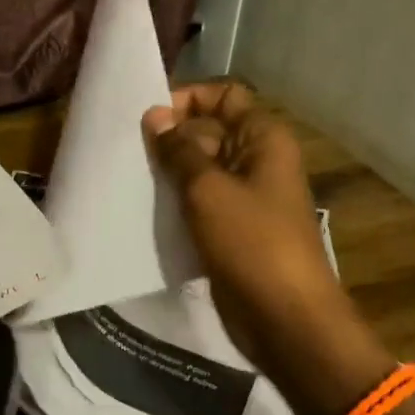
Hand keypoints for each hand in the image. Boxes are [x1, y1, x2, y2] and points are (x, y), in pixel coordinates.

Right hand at [144, 84, 394, 414]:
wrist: (285, 318)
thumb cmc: (251, 243)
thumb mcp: (208, 190)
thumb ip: (179, 150)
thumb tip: (156, 115)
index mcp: (264, 139)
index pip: (225, 96)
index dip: (188, 99)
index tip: (149, 119)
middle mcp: (259, 160)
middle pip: (211, 131)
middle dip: (172, 138)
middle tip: (130, 153)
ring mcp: (247, 197)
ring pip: (203, 170)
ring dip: (171, 173)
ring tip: (131, 179)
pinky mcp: (234, 229)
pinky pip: (203, 203)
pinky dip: (178, 202)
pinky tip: (146, 209)